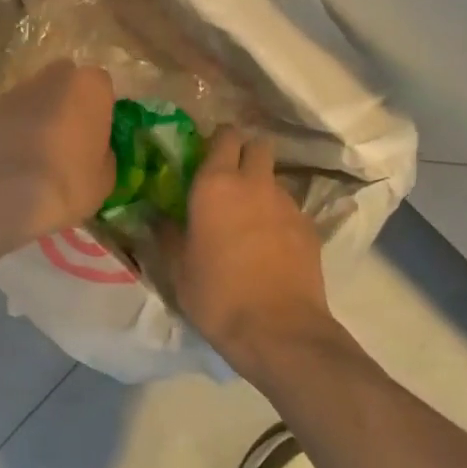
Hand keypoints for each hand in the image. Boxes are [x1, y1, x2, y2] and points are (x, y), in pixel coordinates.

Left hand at [0, 61, 115, 242]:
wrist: (7, 194)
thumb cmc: (69, 183)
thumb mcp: (105, 176)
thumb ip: (103, 151)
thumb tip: (94, 149)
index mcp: (89, 85)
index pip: (101, 85)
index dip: (99, 108)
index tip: (97, 133)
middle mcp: (52, 78)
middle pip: (64, 82)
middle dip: (67, 102)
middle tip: (68, 138)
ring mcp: (16, 92)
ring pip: (34, 97)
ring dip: (38, 115)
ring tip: (36, 154)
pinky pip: (10, 117)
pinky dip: (13, 130)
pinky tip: (13, 160)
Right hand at [170, 129, 339, 379]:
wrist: (279, 332)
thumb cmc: (217, 296)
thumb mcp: (178, 268)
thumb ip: (167, 233)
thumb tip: (157, 214)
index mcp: (215, 185)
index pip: (224, 136)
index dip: (217, 140)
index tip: (205, 154)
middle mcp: (254, 184)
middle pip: (258, 145)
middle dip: (245, 153)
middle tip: (229, 178)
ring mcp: (287, 204)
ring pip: (274, 178)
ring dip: (261, 188)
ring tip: (248, 219)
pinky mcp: (310, 228)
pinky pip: (289, 208)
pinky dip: (278, 216)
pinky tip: (270, 245)